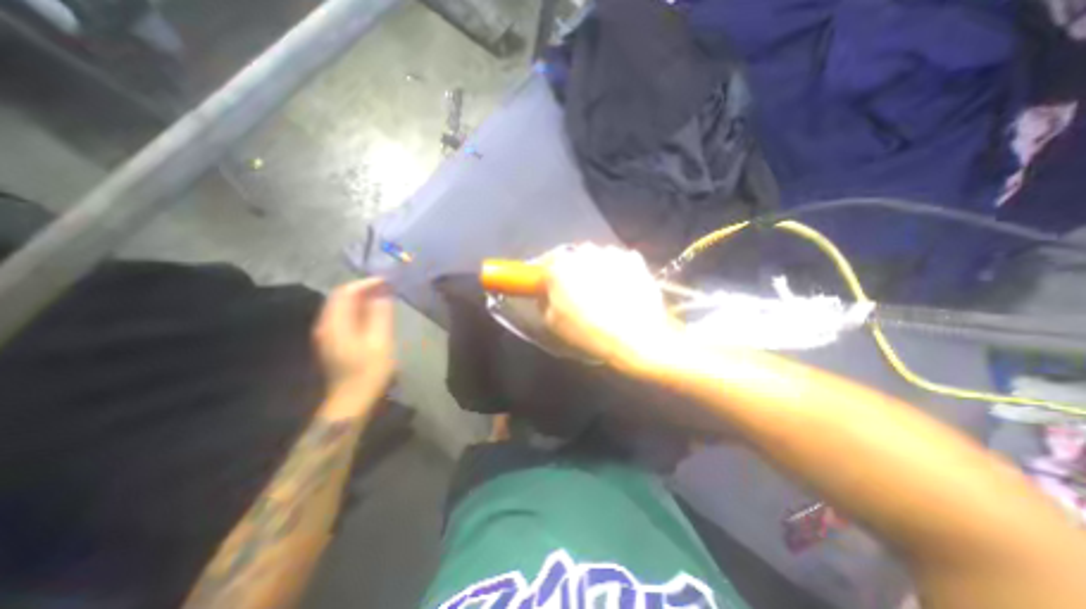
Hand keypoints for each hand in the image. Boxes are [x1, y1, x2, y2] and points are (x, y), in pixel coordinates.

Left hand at [313, 278, 397, 391]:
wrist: (352, 400)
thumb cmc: (369, 370)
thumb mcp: (380, 340)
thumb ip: (380, 314)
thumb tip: (383, 294)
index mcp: (336, 323)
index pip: (346, 292)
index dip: (366, 283)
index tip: (387, 281)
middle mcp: (326, 325)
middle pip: (340, 297)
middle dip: (363, 289)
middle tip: (387, 288)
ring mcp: (327, 334)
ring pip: (341, 307)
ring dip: (361, 299)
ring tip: (383, 298)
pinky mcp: (332, 342)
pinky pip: (343, 317)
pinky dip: (358, 310)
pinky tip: (373, 314)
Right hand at [540, 245, 675, 368]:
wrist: (637, 337)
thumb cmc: (588, 331)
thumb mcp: (553, 322)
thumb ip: (544, 301)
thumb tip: (546, 293)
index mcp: (559, 265)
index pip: (545, 262)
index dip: (547, 275)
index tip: (549, 285)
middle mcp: (583, 251)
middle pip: (571, 257)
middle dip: (571, 271)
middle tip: (576, 292)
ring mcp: (611, 252)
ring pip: (595, 257)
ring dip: (594, 269)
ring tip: (602, 293)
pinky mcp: (634, 258)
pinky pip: (617, 262)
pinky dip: (616, 271)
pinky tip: (620, 290)